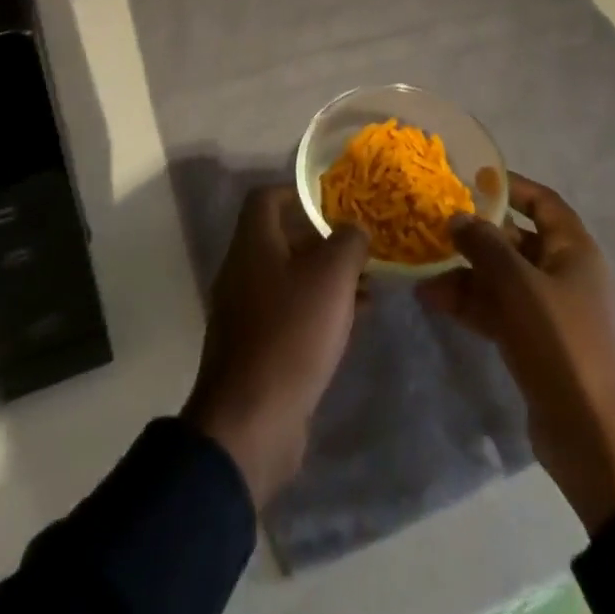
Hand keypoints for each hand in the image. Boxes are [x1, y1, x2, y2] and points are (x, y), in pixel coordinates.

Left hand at [182, 185, 368, 510]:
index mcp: (253, 244)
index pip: (267, 198)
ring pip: (292, 278)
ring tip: (370, 285)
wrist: (253, 421)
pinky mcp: (258, 347)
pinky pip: (292, 313)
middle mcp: (244, 270)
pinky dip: (320, 309)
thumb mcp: (331, 277)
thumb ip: (348, 242)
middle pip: (283, 238)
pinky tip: (354, 320)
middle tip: (363, 246)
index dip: (300, 192)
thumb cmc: (292, 332)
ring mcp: (247, 311)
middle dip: (325, 239)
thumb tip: (354, 229)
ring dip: (328, 277)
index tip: (335, 201)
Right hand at [417, 174, 614, 533]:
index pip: (543, 203)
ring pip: (500, 278)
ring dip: (463, 272)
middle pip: (515, 240)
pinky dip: (468, 303)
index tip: (470, 179)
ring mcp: (548, 312)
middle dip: (475, 234)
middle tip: (432, 225)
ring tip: (421, 267)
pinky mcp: (533, 344)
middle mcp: (562, 274)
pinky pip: (496, 310)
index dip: (510, 187)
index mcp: (574, 251)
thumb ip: (485, 246)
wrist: (597, 440)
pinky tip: (432, 299)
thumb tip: (458, 217)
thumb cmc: (565, 345)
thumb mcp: (520, 287)